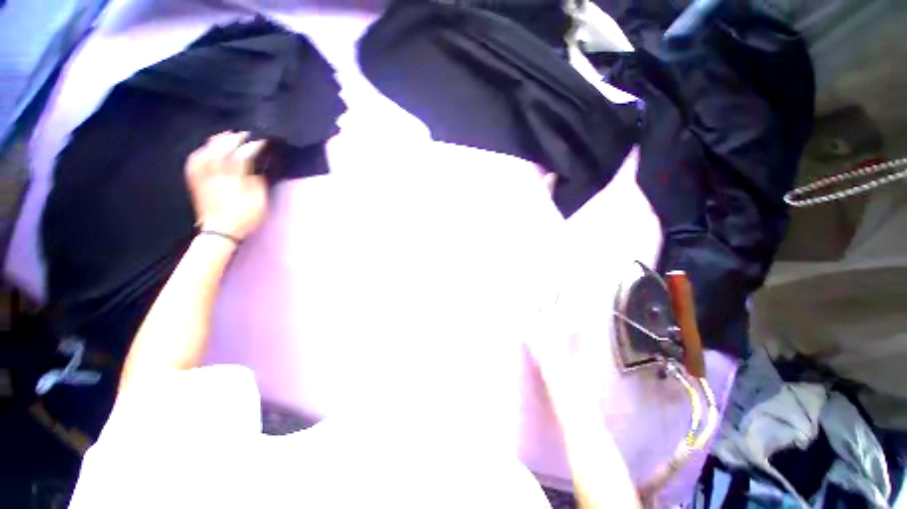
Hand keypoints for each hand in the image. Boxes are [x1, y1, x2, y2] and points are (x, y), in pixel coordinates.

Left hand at [186, 132, 267, 240]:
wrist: (221, 230)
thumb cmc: (245, 216)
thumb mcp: (259, 199)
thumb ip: (258, 180)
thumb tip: (256, 166)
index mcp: (235, 176)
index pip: (245, 153)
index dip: (255, 145)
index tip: (264, 141)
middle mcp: (217, 171)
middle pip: (224, 147)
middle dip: (235, 139)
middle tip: (245, 135)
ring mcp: (204, 174)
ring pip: (207, 151)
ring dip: (217, 141)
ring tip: (226, 136)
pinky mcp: (196, 180)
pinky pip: (195, 160)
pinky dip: (200, 152)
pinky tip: (205, 149)